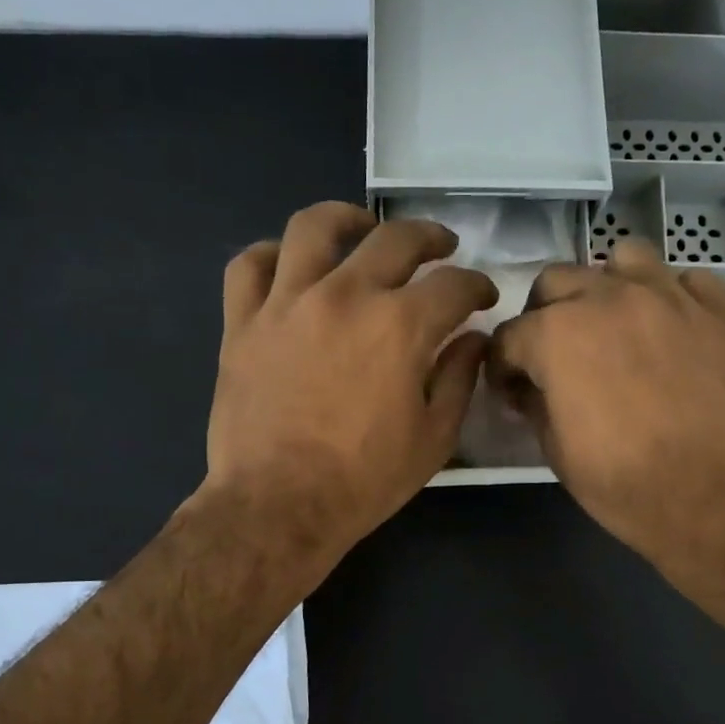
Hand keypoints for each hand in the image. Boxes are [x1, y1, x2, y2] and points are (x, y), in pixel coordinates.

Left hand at [202, 201, 496, 570]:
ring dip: (347, 218)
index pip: (453, 285)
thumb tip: (471, 340)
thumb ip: (458, 379)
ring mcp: (287, 303)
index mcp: (400, 326)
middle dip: (430, 238)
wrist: (278, 505)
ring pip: (314, 227)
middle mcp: (346, 295)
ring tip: (361, 226)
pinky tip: (289, 263)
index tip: (482, 297)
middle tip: (441, 249)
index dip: (477, 286)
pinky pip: (250, 265)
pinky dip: (272, 255)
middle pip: (394, 238)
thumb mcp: (433, 439)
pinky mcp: (242, 322)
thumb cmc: (364, 480)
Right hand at [488, 238, 724, 582]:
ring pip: (623, 259)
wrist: (716, 496)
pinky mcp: (716, 309)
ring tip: (613, 324)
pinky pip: (684, 280)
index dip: (503, 366)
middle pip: (557, 281)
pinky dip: (669, 297)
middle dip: (544, 315)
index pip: (509, 336)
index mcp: (557, 334)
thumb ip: (535, 404)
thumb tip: (529, 388)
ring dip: (606, 287)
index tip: (511, 390)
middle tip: (555, 355)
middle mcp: (607, 298)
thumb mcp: (556, 450)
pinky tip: (669, 330)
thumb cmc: (624, 482)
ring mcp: (667, 296)